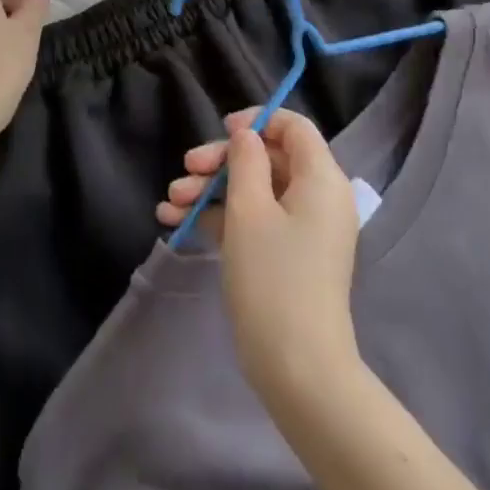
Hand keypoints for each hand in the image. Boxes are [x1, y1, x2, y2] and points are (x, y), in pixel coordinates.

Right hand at [157, 109, 361, 408]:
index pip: (293, 127)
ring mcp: (303, 229)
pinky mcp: (288, 256)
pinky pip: (255, 221)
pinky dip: (220, 217)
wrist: (298, 369)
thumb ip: (244, 161)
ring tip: (169, 203)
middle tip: (184, 170)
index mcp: (321, 178)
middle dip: (221, 162)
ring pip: (255, 190)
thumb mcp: (249, 210)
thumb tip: (246, 134)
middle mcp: (318, 197)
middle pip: (268, 157)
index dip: (257, 121)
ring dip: (211, 190)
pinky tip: (177, 223)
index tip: (220, 130)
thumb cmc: (273, 278)